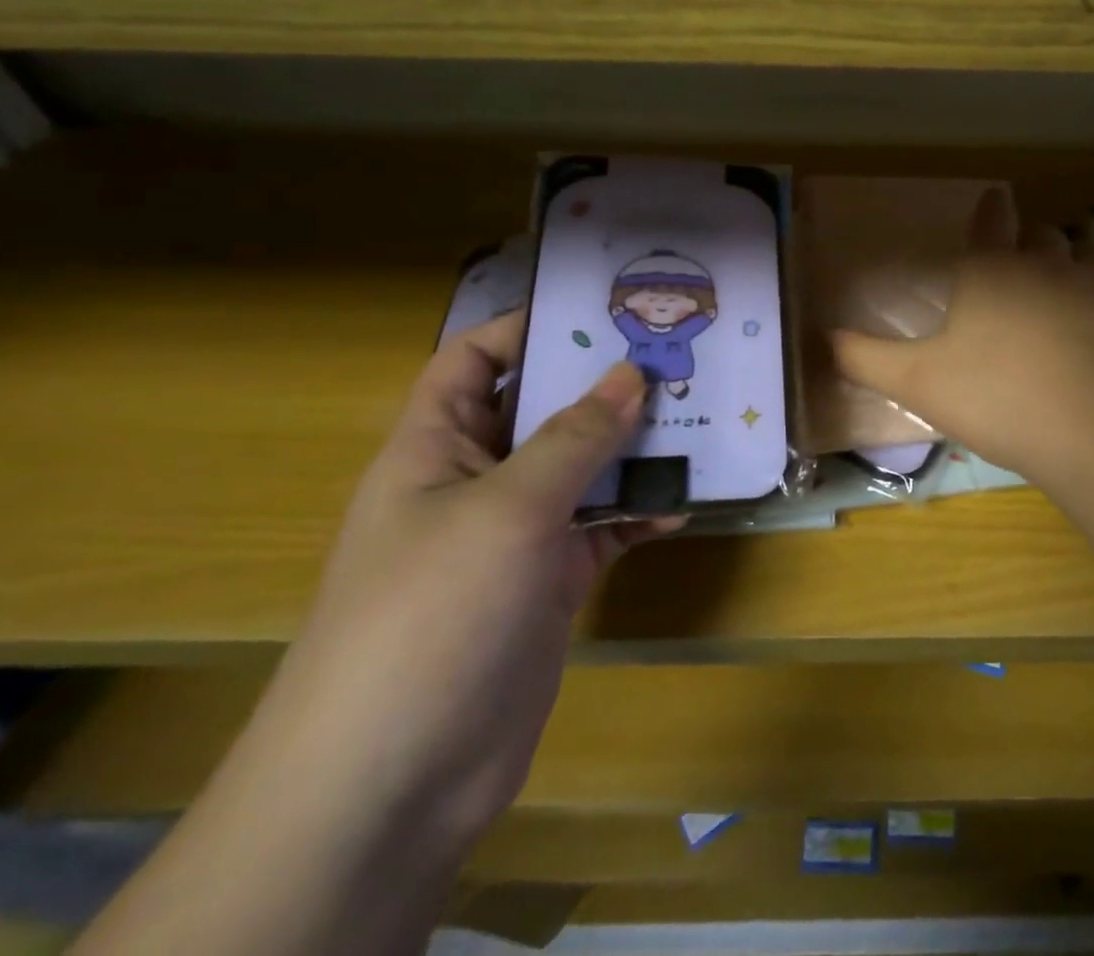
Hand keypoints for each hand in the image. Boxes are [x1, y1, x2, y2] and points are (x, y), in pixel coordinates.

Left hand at [252, 312, 672, 860]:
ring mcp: (516, 534)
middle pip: (544, 410)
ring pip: (583, 468)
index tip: (602, 309)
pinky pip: (603, 526)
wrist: (394, 784)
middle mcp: (476, 480)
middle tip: (676, 356)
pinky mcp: (551, 580)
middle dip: (604, 384)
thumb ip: (575, 437)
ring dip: (634, 447)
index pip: (474, 361)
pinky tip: (686, 500)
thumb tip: (631, 373)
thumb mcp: (506, 509)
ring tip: (699, 416)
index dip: (526, 328)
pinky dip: (640, 510)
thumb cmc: (431, 614)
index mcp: (436, 447)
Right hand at [832, 189, 1093, 493]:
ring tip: (1059, 288)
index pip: (989, 221)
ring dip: (1069, 266)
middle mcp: (1045, 266)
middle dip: (1027, 238)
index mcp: (991, 269)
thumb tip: (822, 338)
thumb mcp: (918, 382)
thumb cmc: (998, 393)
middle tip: (1018, 254)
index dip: (988, 209)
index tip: (994, 197)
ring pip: (1082, 260)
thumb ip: (867, 359)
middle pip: (1038, 235)